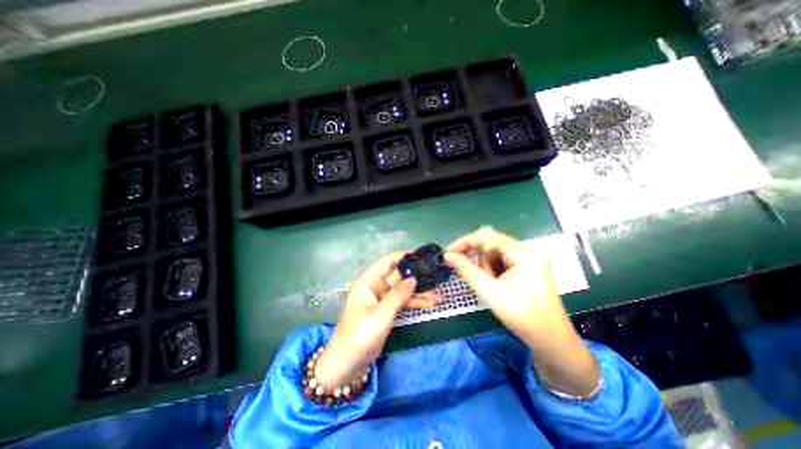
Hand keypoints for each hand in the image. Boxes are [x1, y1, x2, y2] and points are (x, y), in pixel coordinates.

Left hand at [314, 250, 439, 387]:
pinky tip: (432, 302)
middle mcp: (376, 286)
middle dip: (417, 276)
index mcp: (368, 281)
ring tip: (440, 293)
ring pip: (404, 290)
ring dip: (420, 291)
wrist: (348, 364)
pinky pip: (404, 302)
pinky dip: (416, 302)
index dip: (403, 255)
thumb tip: (414, 279)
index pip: (387, 262)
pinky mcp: (388, 310)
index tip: (421, 254)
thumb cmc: (359, 335)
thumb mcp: (380, 315)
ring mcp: (383, 299)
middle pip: (399, 276)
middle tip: (437, 274)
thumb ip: (398, 295)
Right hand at [440, 225, 564, 343]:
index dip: (465, 242)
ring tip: (490, 288)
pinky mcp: (527, 267)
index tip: (449, 252)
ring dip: (486, 268)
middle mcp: (528, 251)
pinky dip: (493, 272)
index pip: (488, 236)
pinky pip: (502, 262)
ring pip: (495, 254)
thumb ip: (467, 270)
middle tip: (469, 275)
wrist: (550, 340)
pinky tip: (496, 286)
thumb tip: (448, 256)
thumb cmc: (522, 317)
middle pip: (492, 245)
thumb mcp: (490, 292)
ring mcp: (529, 259)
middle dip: (478, 260)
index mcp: (524, 254)